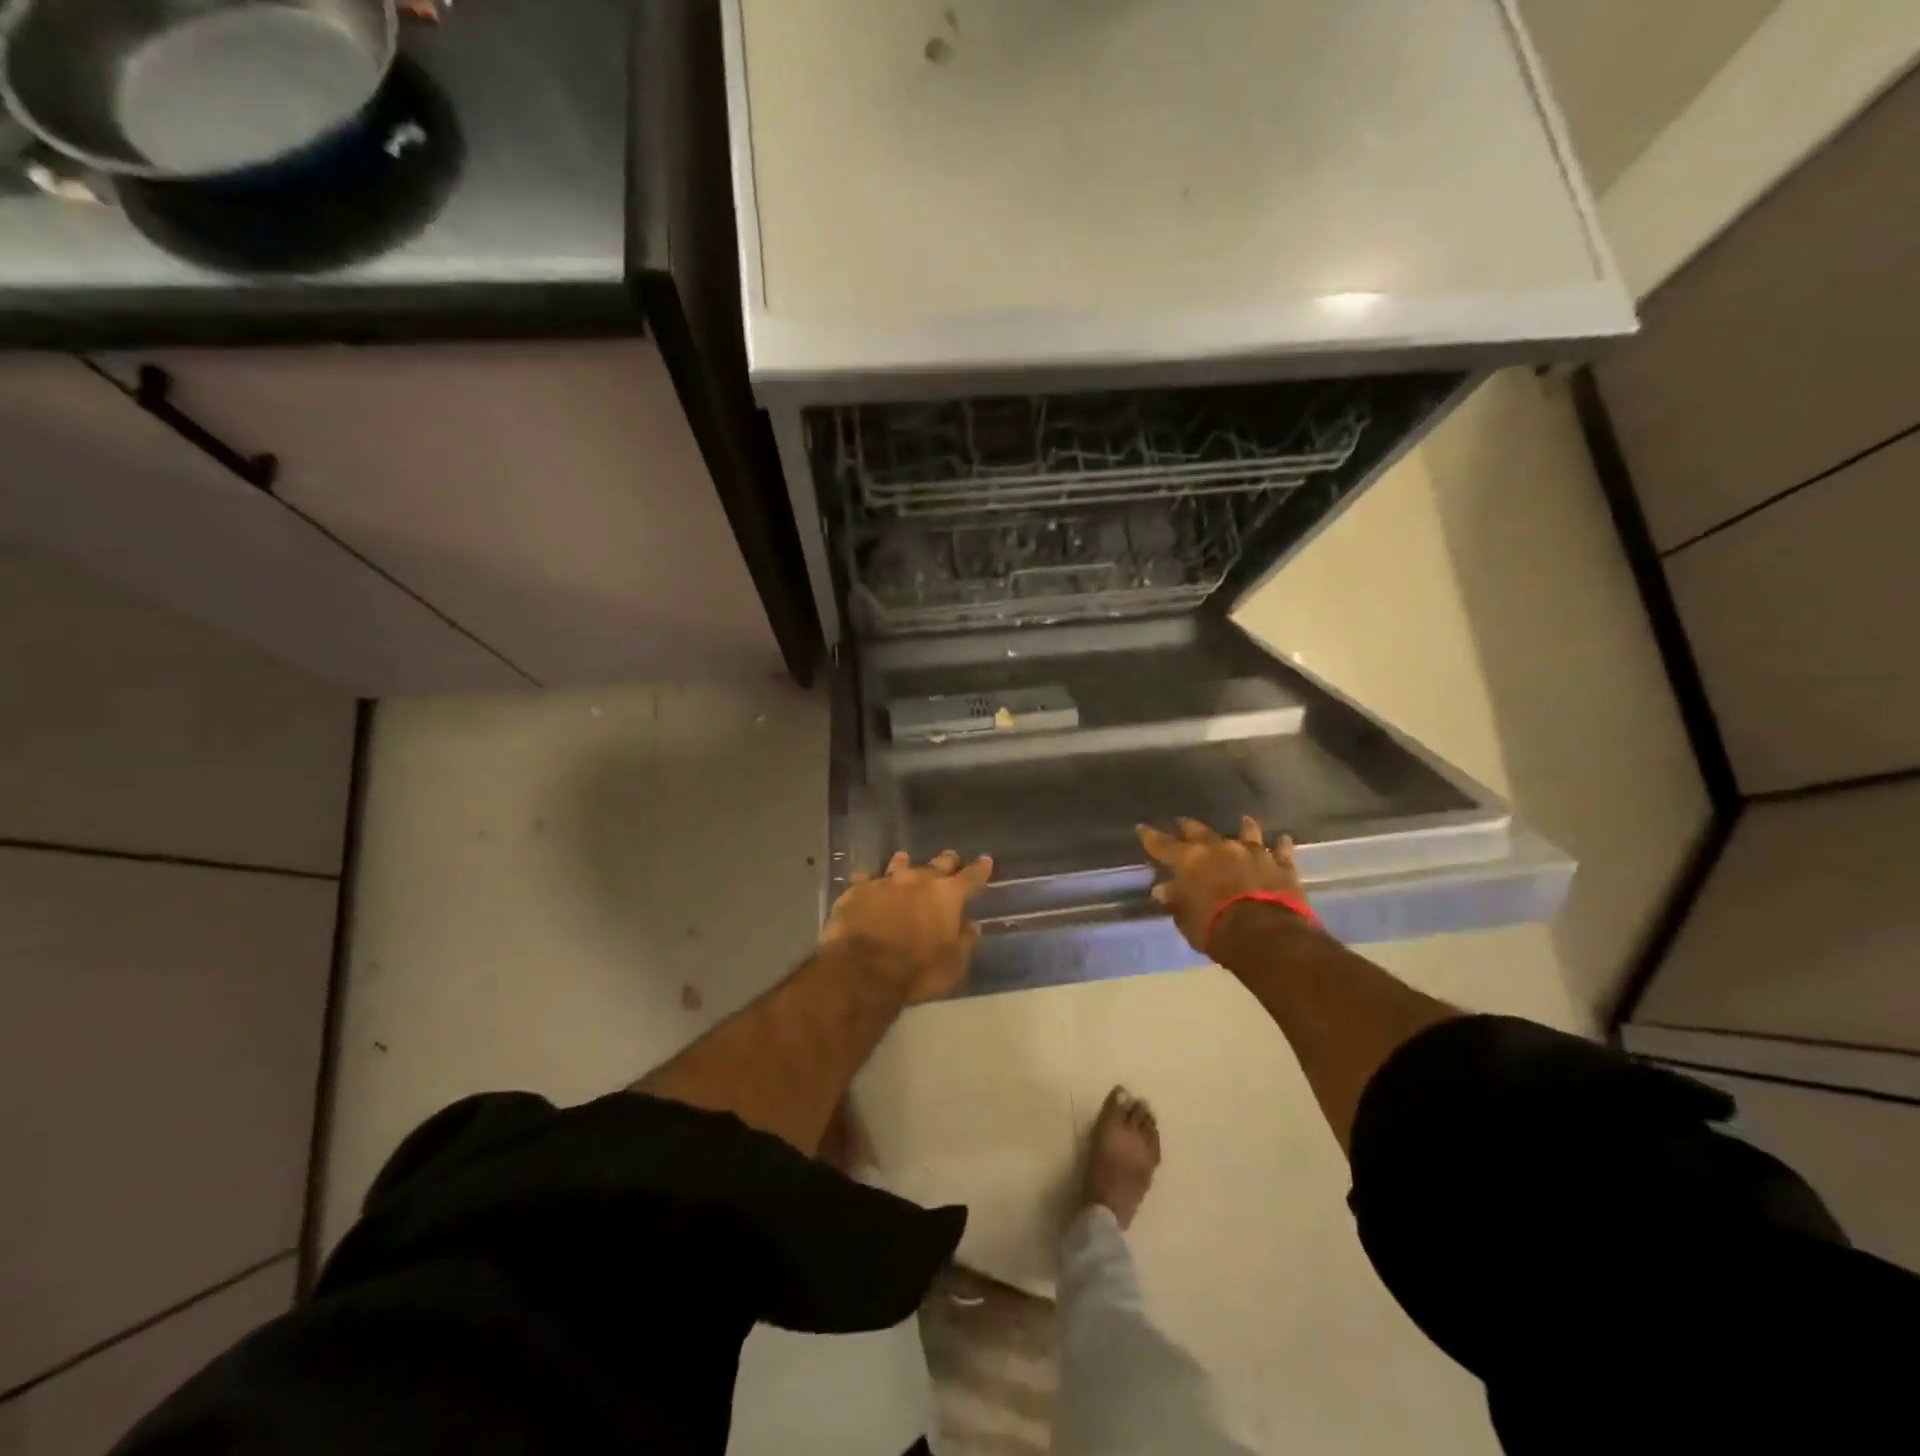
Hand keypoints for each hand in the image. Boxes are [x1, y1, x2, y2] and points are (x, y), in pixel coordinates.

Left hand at [821, 849, 994, 1003]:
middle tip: (950, 859)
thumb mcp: (953, 965)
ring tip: (903, 860)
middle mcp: (918, 880)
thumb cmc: (917, 971)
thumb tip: (971, 925)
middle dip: (946, 862)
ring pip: (898, 864)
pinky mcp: (857, 890)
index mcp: (947, 896)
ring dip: (904, 864)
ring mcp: (885, 882)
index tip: (986, 861)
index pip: (971, 877)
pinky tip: (865, 882)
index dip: (980, 869)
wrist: (863, 970)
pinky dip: (868, 881)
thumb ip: (964, 941)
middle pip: (937, 864)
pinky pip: (864, 879)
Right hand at [1139, 816, 1304, 955]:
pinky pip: (1281, 850)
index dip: (1150, 836)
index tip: (1142, 828)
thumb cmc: (1216, 929)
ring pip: (1246, 832)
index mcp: (1190, 860)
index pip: (1162, 844)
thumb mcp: (1186, 920)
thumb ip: (1176, 901)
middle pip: (1200, 831)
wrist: (1266, 935)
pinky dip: (1280, 845)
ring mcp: (1252, 852)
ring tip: (1243, 820)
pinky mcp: (1280, 864)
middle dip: (1189, 827)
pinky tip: (1282, 839)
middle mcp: (1219, 848)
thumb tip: (1163, 890)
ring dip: (1243, 827)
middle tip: (1183, 822)